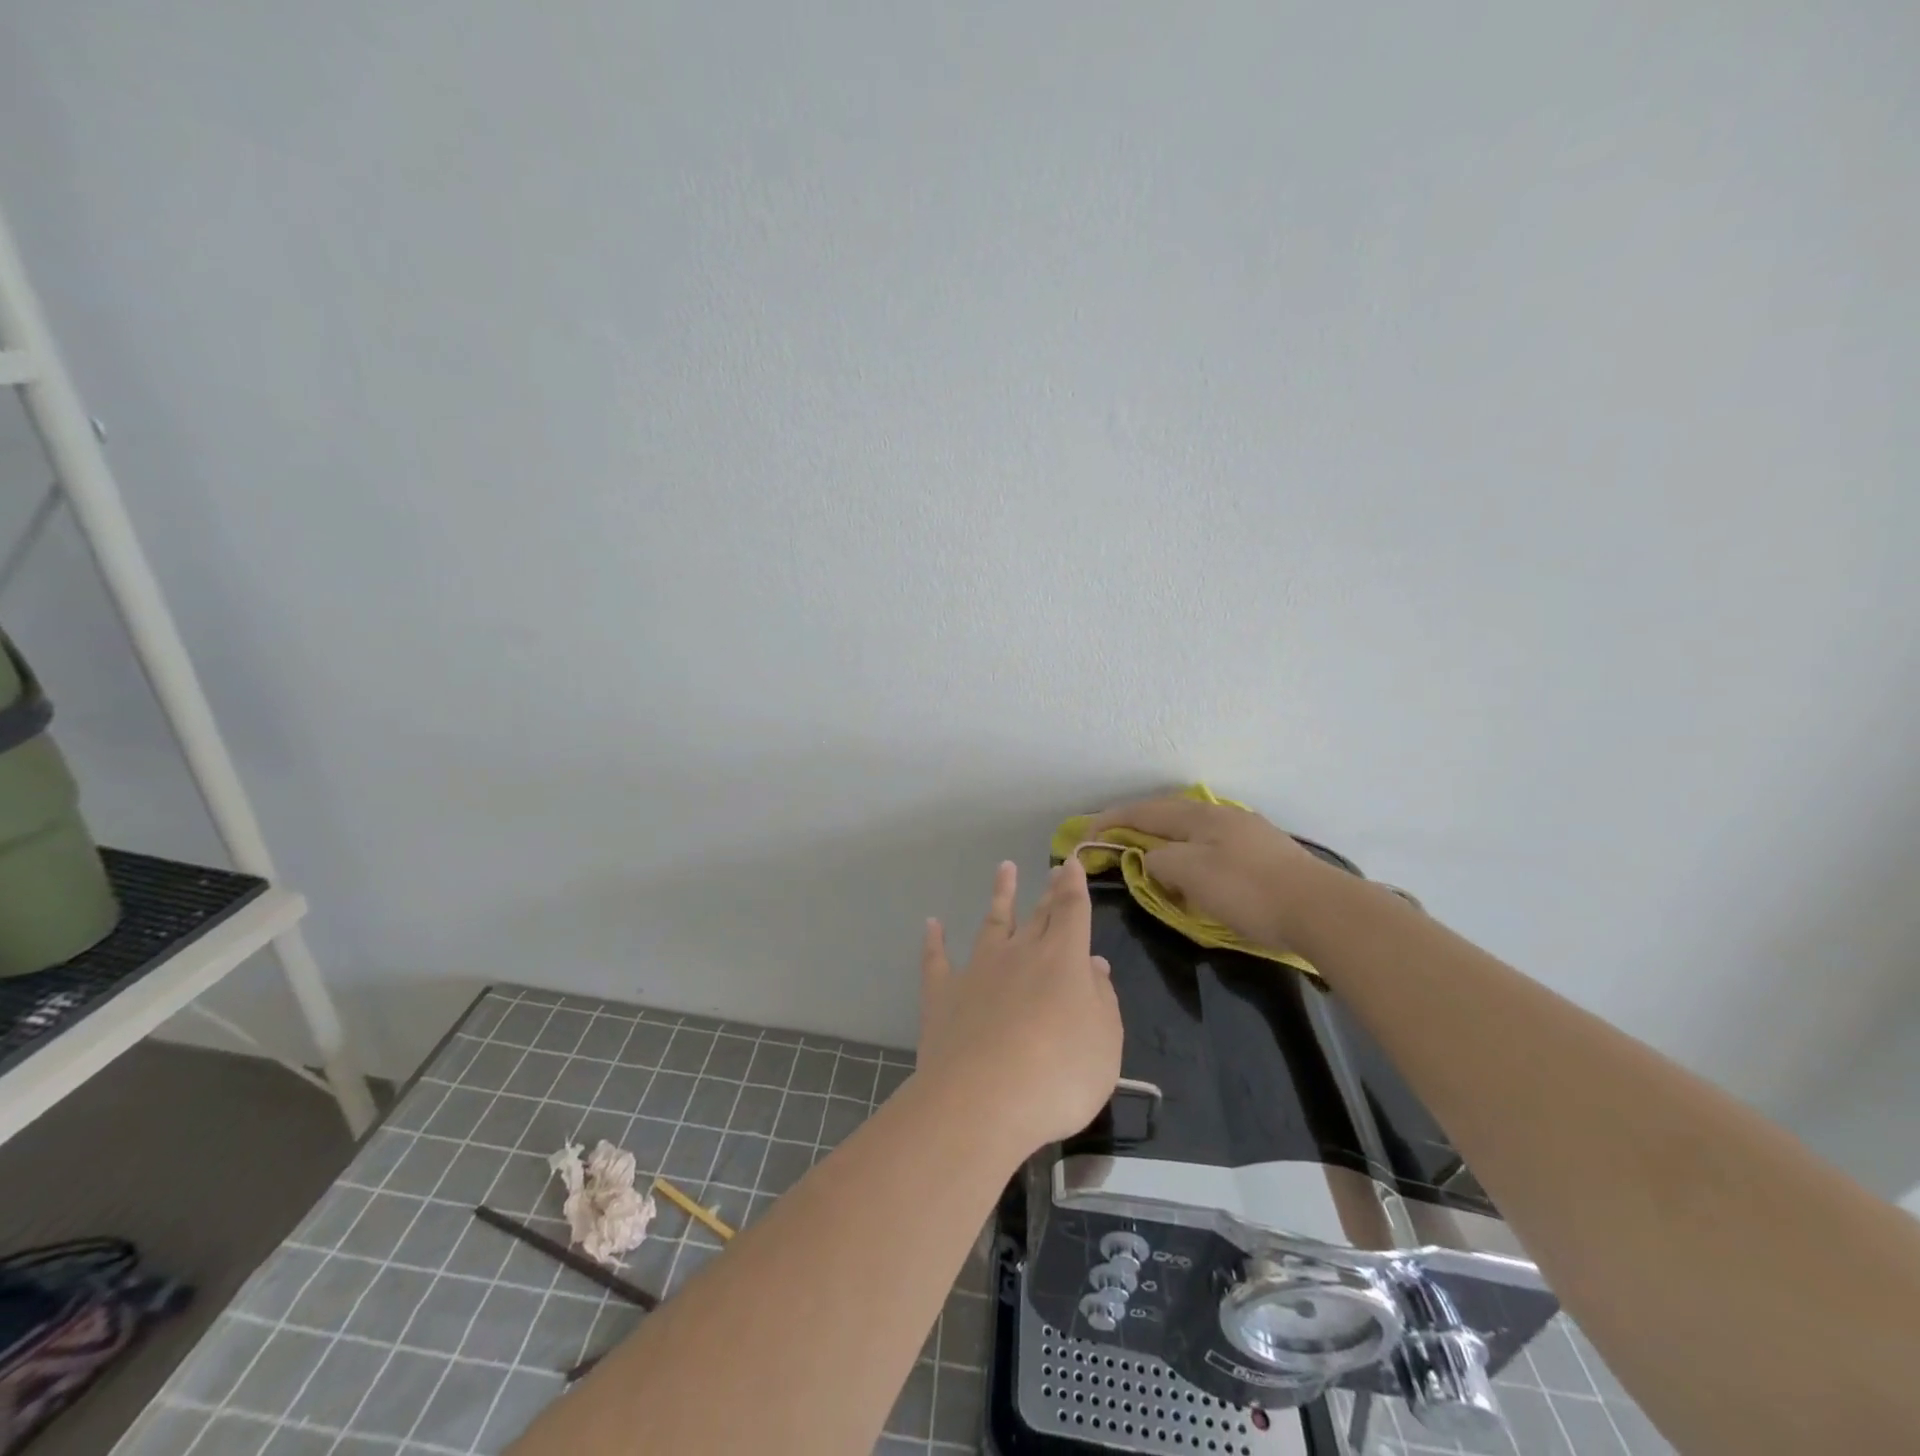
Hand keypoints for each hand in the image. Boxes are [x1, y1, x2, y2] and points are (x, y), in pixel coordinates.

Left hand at [917, 857, 1122, 1154]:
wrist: (982, 1102)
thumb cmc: (1058, 1076)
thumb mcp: (1105, 1043)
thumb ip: (1102, 1000)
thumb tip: (1093, 965)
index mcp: (1063, 960)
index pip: (1072, 911)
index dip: (1074, 886)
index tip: (1072, 863)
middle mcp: (1020, 954)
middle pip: (1038, 915)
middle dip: (1048, 891)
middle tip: (1052, 869)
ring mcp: (978, 970)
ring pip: (992, 923)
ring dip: (1000, 895)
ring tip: (1004, 869)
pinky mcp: (943, 994)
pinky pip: (937, 960)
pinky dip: (934, 941)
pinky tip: (932, 924)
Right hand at [1082, 794, 1340, 953]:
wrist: (1321, 910)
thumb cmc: (1249, 891)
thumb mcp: (1191, 874)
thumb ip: (1160, 861)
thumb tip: (1150, 860)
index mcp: (1199, 817)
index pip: (1143, 811)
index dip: (1111, 820)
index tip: (1085, 835)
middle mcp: (1220, 816)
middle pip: (1167, 815)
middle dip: (1136, 826)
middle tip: (1113, 843)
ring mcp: (1245, 832)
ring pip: (1190, 831)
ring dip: (1163, 840)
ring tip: (1148, 857)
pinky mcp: (1263, 854)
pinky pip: (1210, 846)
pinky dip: (1188, 854)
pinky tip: (1193, 869)